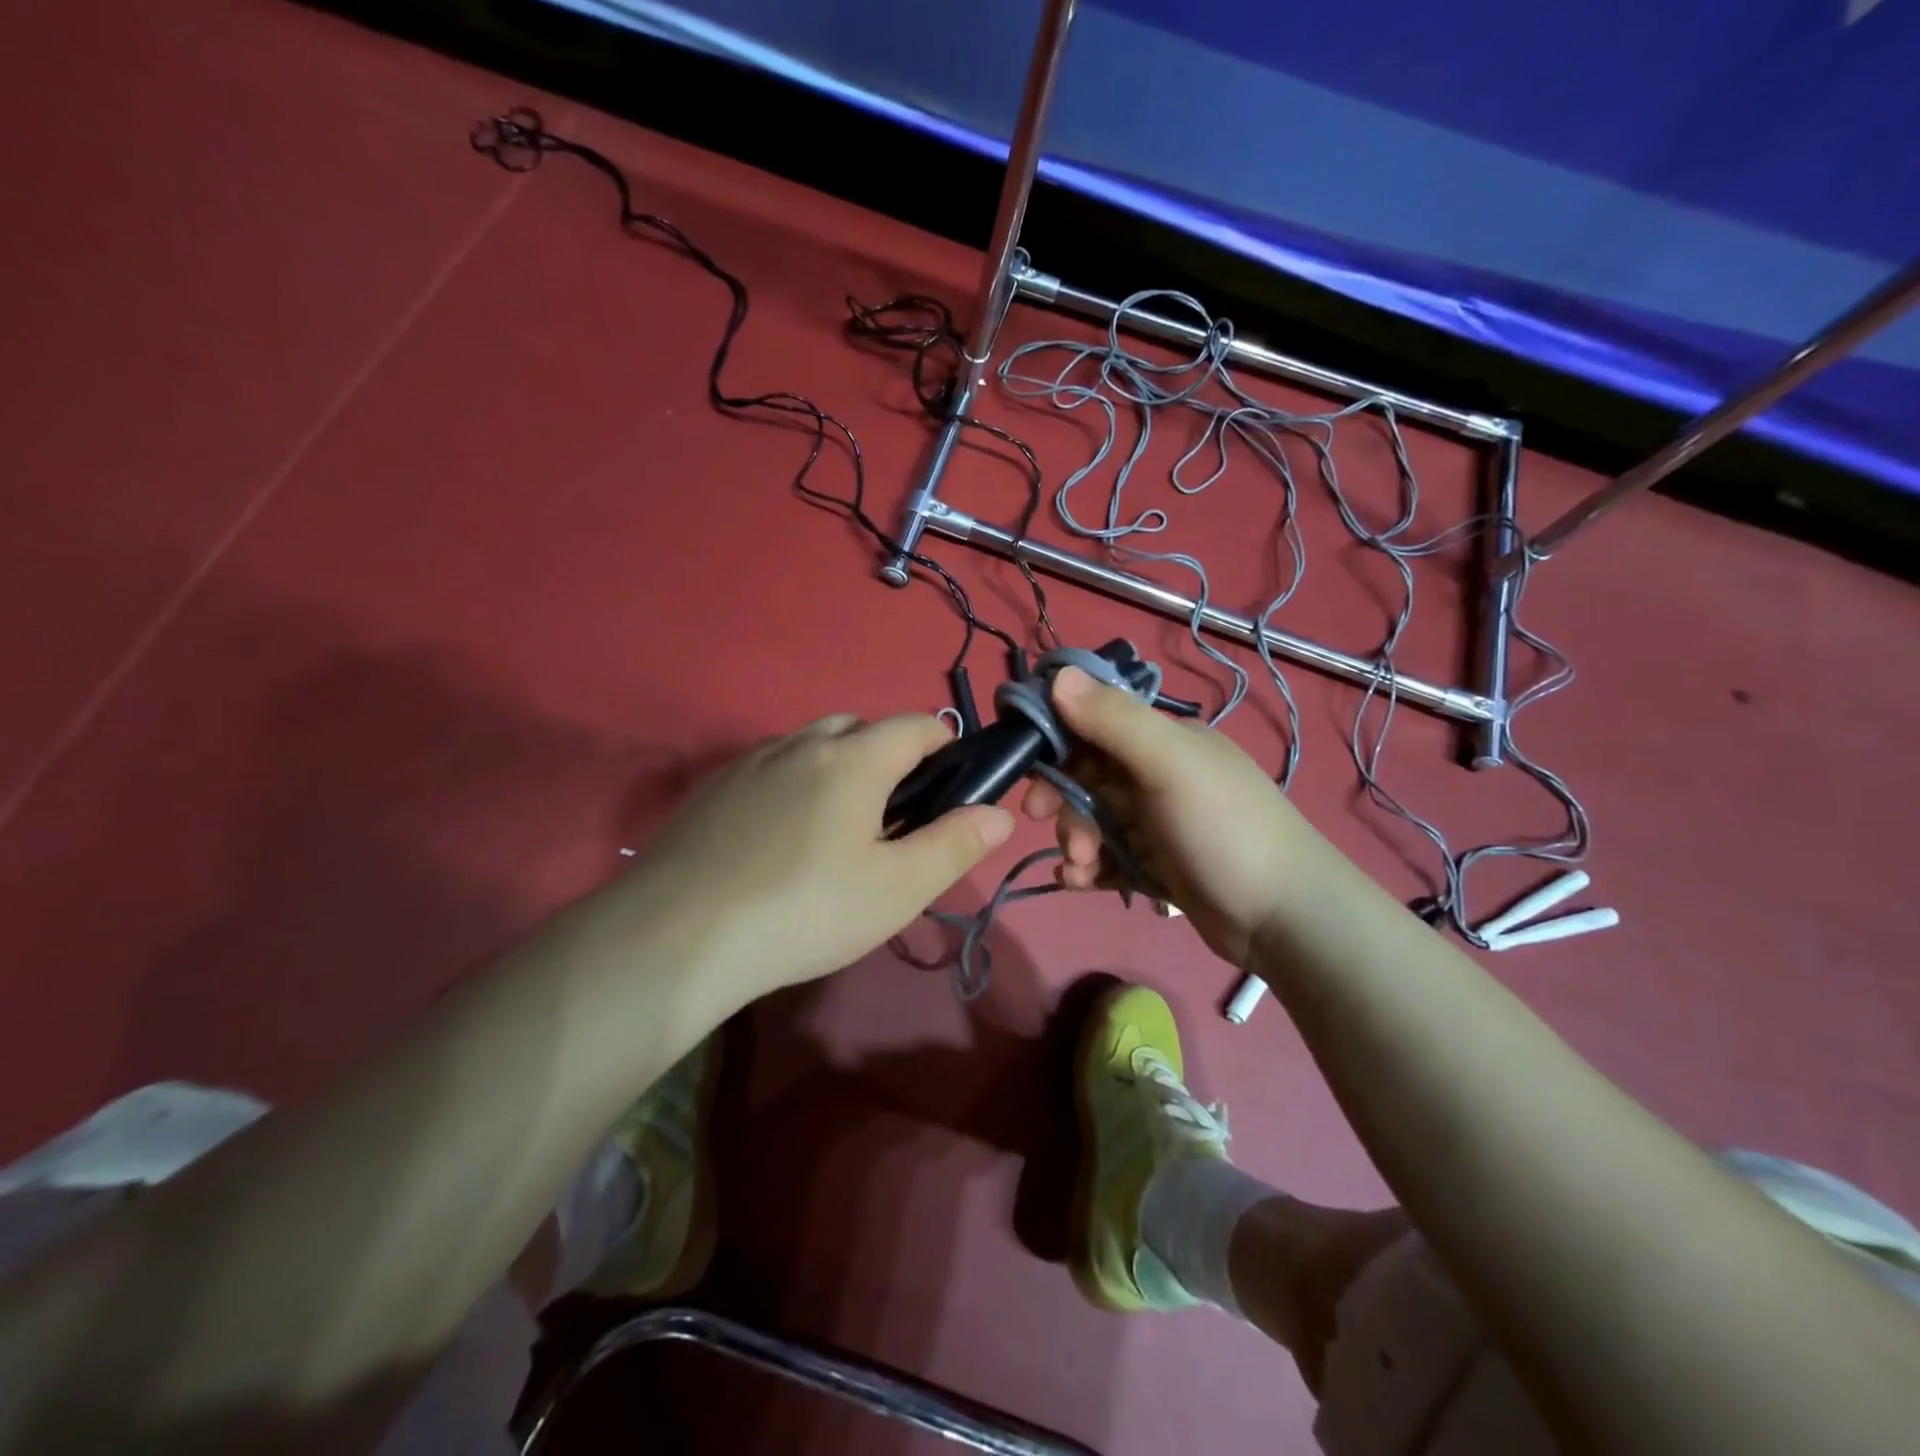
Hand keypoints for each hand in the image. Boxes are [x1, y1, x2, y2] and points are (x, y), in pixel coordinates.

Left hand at [624, 713, 1014, 1010]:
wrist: (678, 936)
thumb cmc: (806, 910)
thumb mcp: (897, 889)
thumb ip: (956, 845)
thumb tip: (1001, 813)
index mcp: (854, 759)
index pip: (915, 725)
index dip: (944, 745)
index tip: (951, 783)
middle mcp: (802, 743)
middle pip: (861, 727)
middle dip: (889, 755)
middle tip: (893, 816)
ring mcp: (751, 762)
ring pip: (811, 744)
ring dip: (837, 766)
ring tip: (837, 826)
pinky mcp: (713, 788)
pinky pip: (770, 767)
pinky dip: (793, 782)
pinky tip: (780, 837)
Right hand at [1020, 667, 1328, 966]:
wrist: (1285, 919)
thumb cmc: (1224, 830)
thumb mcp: (1170, 765)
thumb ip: (1114, 720)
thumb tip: (1058, 675)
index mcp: (1165, 741)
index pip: (1095, 725)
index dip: (1056, 741)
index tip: (1027, 769)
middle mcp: (1159, 775)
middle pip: (1088, 776)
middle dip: (1063, 799)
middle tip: (1044, 822)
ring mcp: (1159, 823)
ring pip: (1094, 820)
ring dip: (1074, 839)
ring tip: (1080, 866)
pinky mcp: (1158, 865)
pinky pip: (1109, 858)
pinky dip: (1089, 869)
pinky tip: (1078, 883)